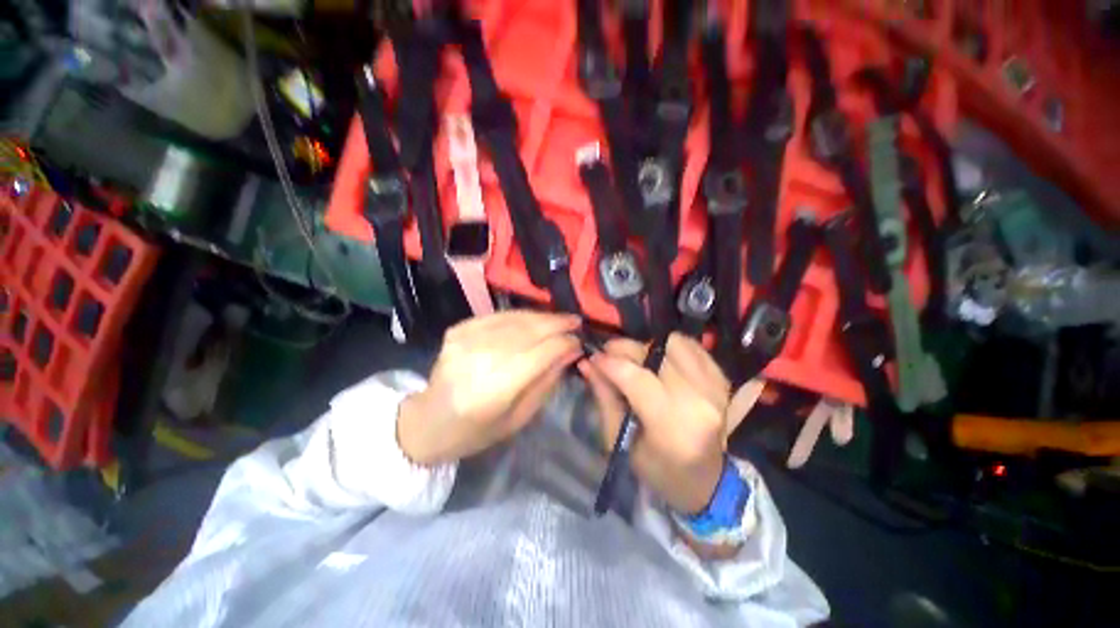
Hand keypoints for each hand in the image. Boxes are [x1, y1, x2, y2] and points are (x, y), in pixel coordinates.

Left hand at [398, 311, 582, 464]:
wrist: (428, 420)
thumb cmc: (477, 430)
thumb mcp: (519, 417)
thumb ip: (547, 382)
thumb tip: (571, 352)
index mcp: (495, 388)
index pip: (540, 354)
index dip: (564, 343)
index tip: (579, 341)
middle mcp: (480, 358)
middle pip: (529, 331)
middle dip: (557, 324)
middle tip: (575, 321)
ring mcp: (466, 339)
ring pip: (515, 319)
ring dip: (541, 317)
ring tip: (559, 319)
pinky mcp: (458, 329)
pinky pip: (497, 316)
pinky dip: (519, 315)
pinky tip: (533, 319)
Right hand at [579, 334, 729, 514]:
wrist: (706, 482)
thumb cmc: (658, 470)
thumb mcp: (621, 441)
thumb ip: (605, 398)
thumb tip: (587, 364)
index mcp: (673, 426)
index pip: (637, 378)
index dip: (610, 362)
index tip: (593, 357)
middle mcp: (699, 400)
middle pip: (656, 354)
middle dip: (625, 349)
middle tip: (609, 354)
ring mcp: (715, 387)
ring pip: (675, 343)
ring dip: (649, 346)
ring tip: (636, 359)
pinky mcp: (722, 380)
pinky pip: (693, 347)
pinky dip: (671, 347)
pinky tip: (659, 359)